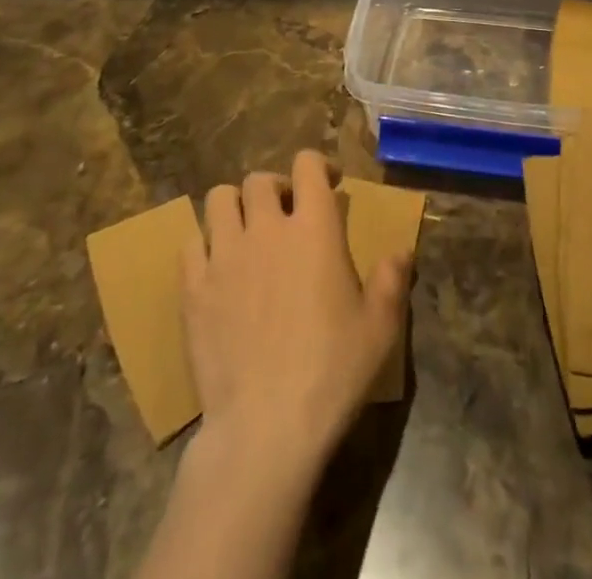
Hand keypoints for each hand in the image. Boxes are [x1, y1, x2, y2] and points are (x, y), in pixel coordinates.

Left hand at [182, 150, 410, 475]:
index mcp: (314, 228)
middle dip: (274, 188)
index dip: (317, 165)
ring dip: (235, 207)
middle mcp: (266, 228)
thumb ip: (392, 281)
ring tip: (247, 233)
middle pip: (259, 180)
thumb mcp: (380, 328)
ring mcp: (224, 256)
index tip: (328, 184)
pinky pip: (190, 243)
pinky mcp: (193, 289)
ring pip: (219, 199)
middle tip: (285, 215)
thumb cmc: (331, 372)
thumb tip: (401, 251)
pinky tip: (217, 269)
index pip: (307, 165)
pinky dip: (204, 244)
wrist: (264, 427)